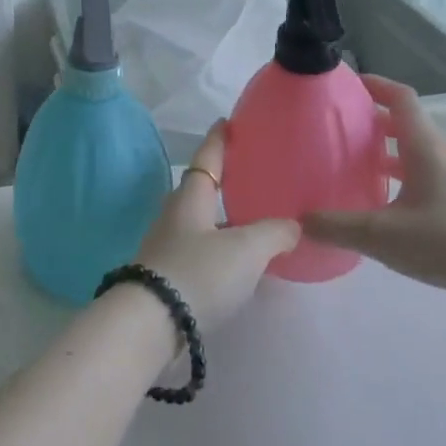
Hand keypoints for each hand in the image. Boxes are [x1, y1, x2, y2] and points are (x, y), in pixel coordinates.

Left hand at [133, 123, 299, 335]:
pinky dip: (221, 250)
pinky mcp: (169, 277)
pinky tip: (240, 263)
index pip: (207, 159)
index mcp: (191, 198)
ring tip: (255, 222)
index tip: (226, 122)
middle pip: (202, 191)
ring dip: (225, 220)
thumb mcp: (245, 249)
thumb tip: (293, 225)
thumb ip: (274, 233)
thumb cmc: (198, 273)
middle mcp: (176, 217)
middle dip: (224, 181)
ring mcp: (169, 247)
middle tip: (251, 174)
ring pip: (202, 224)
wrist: (151, 324)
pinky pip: (201, 252)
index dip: (219, 140)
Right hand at [303, 76, 445, 340]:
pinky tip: (376, 206)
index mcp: (423, 148)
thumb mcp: (382, 235)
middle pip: (404, 125)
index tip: (345, 83)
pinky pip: (419, 181)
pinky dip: (395, 181)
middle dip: (371, 120)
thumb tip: (296, 221)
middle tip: (336, 127)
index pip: (401, 99)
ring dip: (383, 153)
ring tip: (349, 165)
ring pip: (412, 155)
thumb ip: (336, 226)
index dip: (375, 84)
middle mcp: (438, 158)